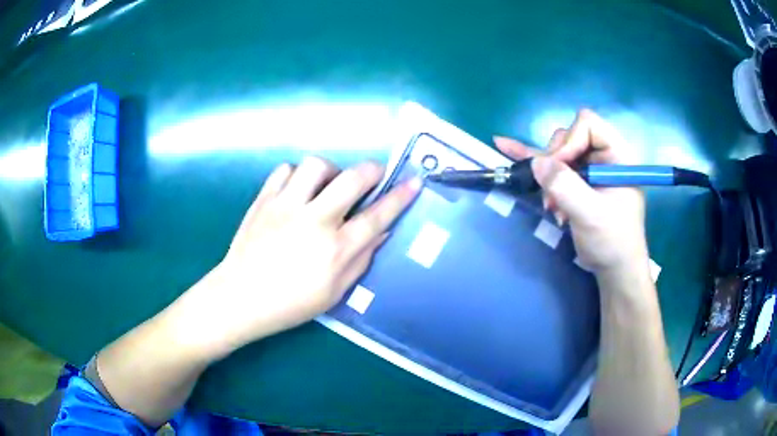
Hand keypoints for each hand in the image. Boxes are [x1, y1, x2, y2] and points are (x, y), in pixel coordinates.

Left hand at [188, 157, 420, 352]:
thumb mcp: (335, 292)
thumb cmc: (290, 303)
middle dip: (372, 170)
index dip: (400, 197)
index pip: (377, 216)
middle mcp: (313, 221)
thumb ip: (361, 259)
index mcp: (335, 249)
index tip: (414, 182)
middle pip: (352, 179)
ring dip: (331, 171)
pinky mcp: (263, 200)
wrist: (240, 298)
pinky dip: (297, 175)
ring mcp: (285, 206)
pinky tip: (298, 190)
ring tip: (328, 186)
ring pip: (316, 165)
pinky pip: (284, 170)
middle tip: (375, 175)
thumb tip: (381, 231)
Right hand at [495, 109, 648, 276]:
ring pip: (557, 152)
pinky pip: (552, 165)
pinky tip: (505, 146)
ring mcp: (587, 168)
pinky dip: (532, 161)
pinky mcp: (576, 181)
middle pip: (569, 136)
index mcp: (616, 156)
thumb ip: (566, 187)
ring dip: (547, 175)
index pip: (588, 125)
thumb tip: (536, 163)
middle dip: (556, 163)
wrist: (614, 269)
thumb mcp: (591, 215)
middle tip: (553, 193)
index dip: (570, 141)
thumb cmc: (612, 242)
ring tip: (550, 204)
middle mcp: (601, 156)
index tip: (560, 169)